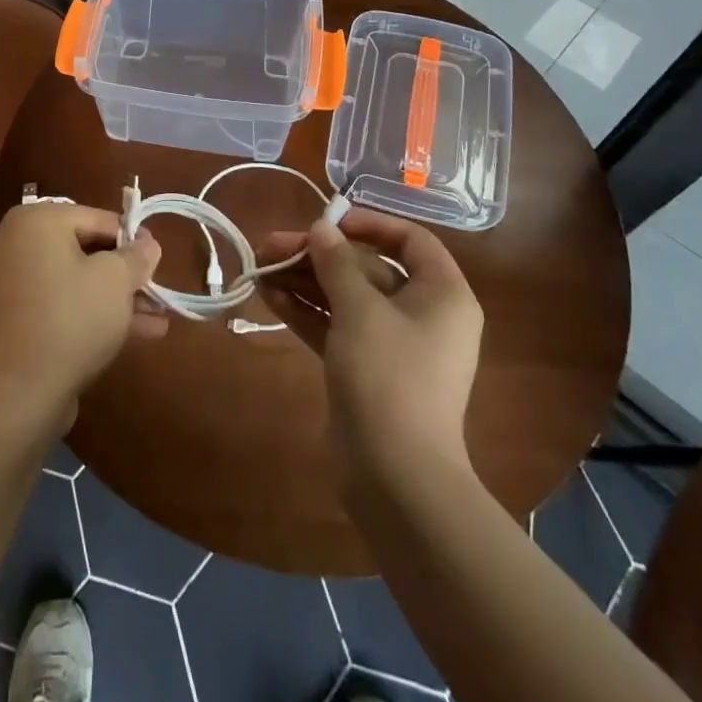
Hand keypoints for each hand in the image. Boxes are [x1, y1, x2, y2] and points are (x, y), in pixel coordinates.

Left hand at [0, 202, 165, 430]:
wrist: (20, 393)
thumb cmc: (72, 319)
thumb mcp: (116, 280)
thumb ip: (137, 255)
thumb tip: (148, 243)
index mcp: (37, 221)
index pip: (97, 218)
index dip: (133, 238)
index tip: (157, 259)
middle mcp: (18, 243)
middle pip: (86, 249)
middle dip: (126, 273)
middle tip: (157, 291)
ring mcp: (13, 283)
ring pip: (77, 281)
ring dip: (117, 297)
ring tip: (158, 317)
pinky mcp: (16, 319)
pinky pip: (62, 304)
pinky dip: (93, 313)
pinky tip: (137, 333)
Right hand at [258, 208, 483, 489]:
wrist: (396, 478)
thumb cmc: (388, 378)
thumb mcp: (359, 310)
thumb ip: (336, 263)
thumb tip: (321, 228)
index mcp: (441, 294)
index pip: (410, 240)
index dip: (368, 224)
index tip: (327, 223)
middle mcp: (423, 314)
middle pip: (367, 268)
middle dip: (318, 255)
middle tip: (271, 247)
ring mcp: (393, 345)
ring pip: (346, 297)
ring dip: (305, 281)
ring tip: (260, 268)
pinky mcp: (367, 369)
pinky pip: (337, 327)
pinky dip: (307, 311)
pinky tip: (270, 296)